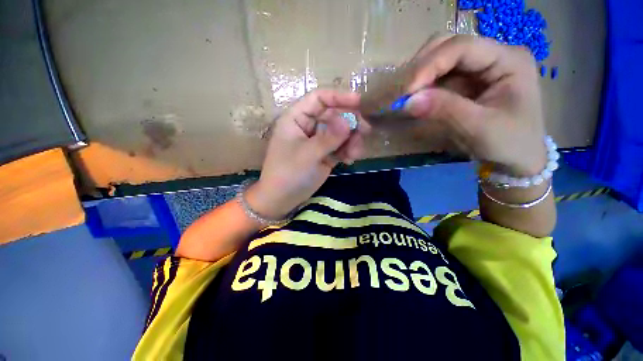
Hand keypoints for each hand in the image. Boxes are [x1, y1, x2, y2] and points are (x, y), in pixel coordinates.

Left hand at [246, 89, 369, 219]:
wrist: (282, 199)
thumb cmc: (288, 173)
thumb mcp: (308, 154)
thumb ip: (329, 138)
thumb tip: (350, 121)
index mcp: (297, 118)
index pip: (318, 99)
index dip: (338, 97)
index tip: (358, 101)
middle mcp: (308, 126)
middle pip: (334, 115)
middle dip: (350, 122)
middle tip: (365, 131)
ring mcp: (318, 141)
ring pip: (340, 131)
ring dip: (352, 139)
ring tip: (355, 153)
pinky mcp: (325, 154)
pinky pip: (341, 146)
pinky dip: (348, 150)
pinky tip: (350, 160)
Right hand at [405, 35, 546, 175]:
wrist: (517, 159)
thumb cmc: (510, 144)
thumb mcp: (480, 128)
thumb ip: (445, 110)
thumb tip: (408, 102)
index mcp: (508, 59)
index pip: (461, 47)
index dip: (429, 65)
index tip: (405, 91)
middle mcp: (492, 56)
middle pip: (448, 46)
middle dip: (421, 67)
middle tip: (401, 93)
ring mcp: (478, 68)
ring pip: (439, 60)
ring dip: (418, 77)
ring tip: (404, 97)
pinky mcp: (466, 82)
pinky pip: (438, 78)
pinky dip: (421, 87)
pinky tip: (413, 99)